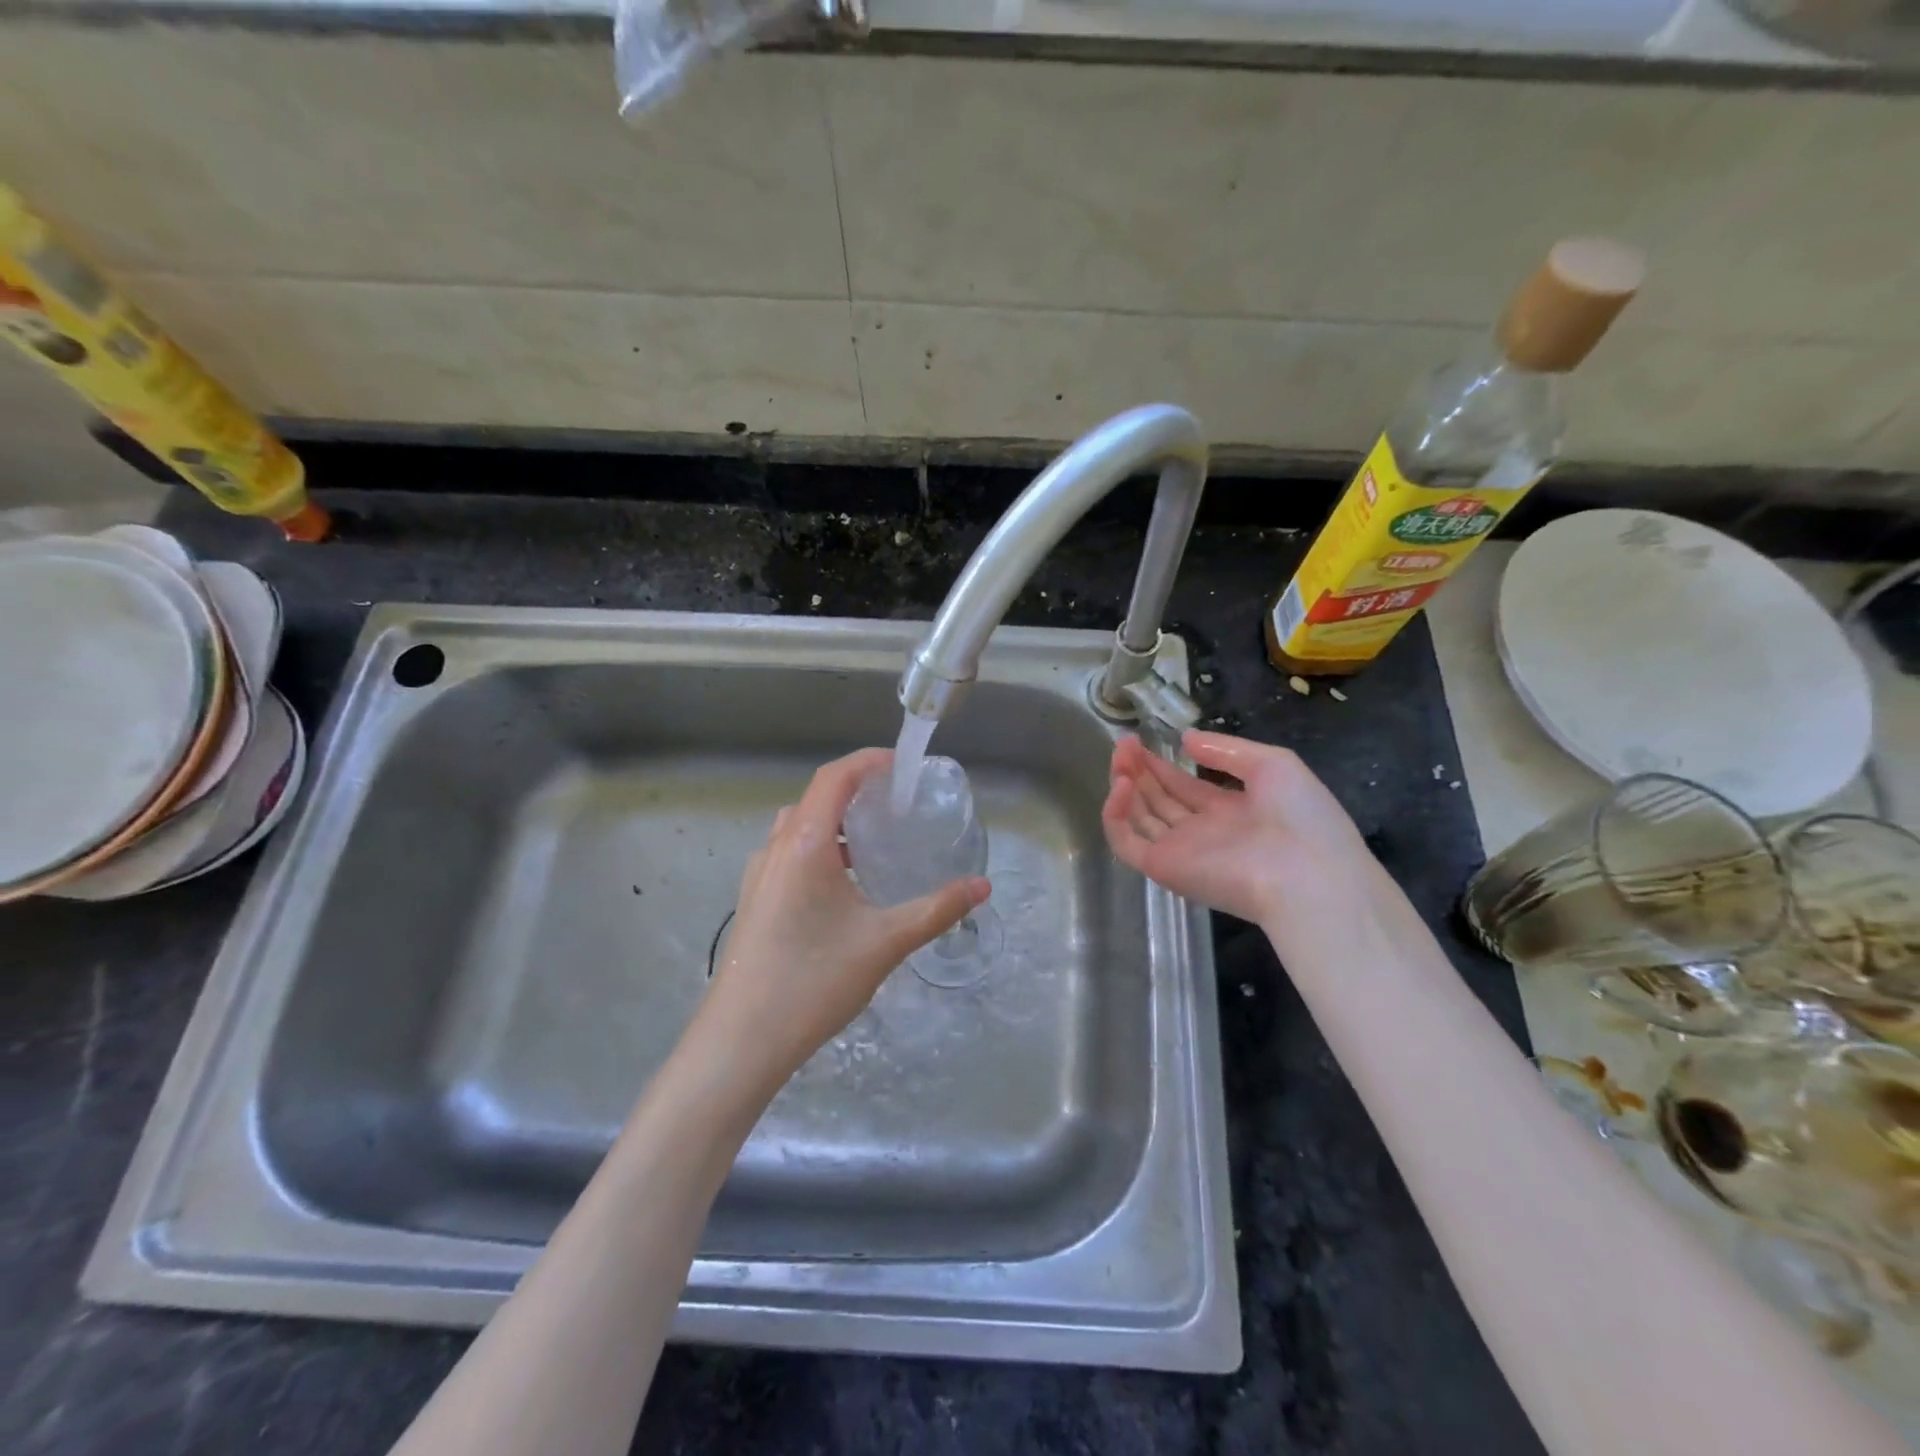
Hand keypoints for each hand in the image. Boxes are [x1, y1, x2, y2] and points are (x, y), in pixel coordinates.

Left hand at [701, 748, 989, 1084]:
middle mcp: (776, 848)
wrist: (742, 1041)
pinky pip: (789, 854)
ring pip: (799, 827)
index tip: (903, 767)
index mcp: (805, 844)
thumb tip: (982, 887)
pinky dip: (820, 849)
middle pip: (816, 798)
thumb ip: (937, 909)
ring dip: (835, 822)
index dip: (868, 762)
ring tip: (875, 842)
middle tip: (897, 805)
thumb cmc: (814, 981)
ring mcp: (758, 875)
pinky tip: (844, 885)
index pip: (835, 777)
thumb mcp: (885, 942)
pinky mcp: (754, 900)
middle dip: (856, 791)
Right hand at [1103, 729, 1374, 927]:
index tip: (1141, 739)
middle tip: (1124, 742)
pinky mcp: (1163, 867)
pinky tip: (1121, 785)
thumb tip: (1186, 739)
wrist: (1308, 877)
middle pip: (1158, 799)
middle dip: (1139, 770)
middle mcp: (1202, 832)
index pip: (1183, 786)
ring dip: (1124, 784)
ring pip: (1138, 817)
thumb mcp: (1274, 766)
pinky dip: (1115, 815)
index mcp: (1230, 811)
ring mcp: (1180, 851)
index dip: (1161, 764)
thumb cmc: (1301, 818)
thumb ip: (1226, 750)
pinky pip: (1126, 842)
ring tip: (1120, 755)